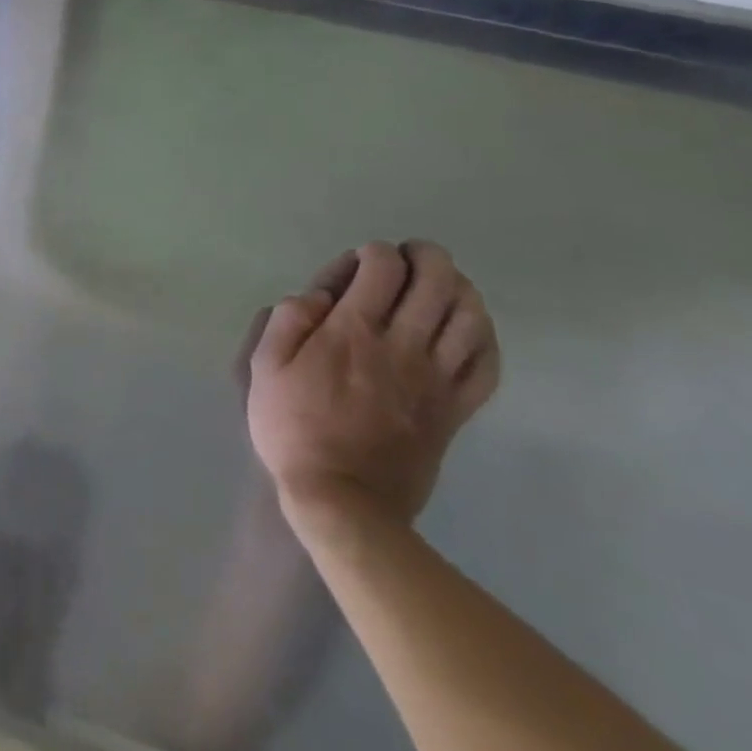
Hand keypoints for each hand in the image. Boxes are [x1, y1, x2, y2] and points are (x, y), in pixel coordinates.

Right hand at [245, 241, 499, 529]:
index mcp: (352, 331)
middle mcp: (402, 344)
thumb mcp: (264, 368)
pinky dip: (484, 335)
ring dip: (460, 288)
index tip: (356, 265)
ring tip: (441, 284)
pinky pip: (487, 362)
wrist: (342, 497)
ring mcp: (436, 378)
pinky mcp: (456, 408)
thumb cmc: (293, 427)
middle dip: (426, 257)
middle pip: (437, 281)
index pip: (382, 267)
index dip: (373, 253)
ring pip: (470, 316)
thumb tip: (316, 296)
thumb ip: (287, 321)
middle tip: (408, 256)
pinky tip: (468, 328)